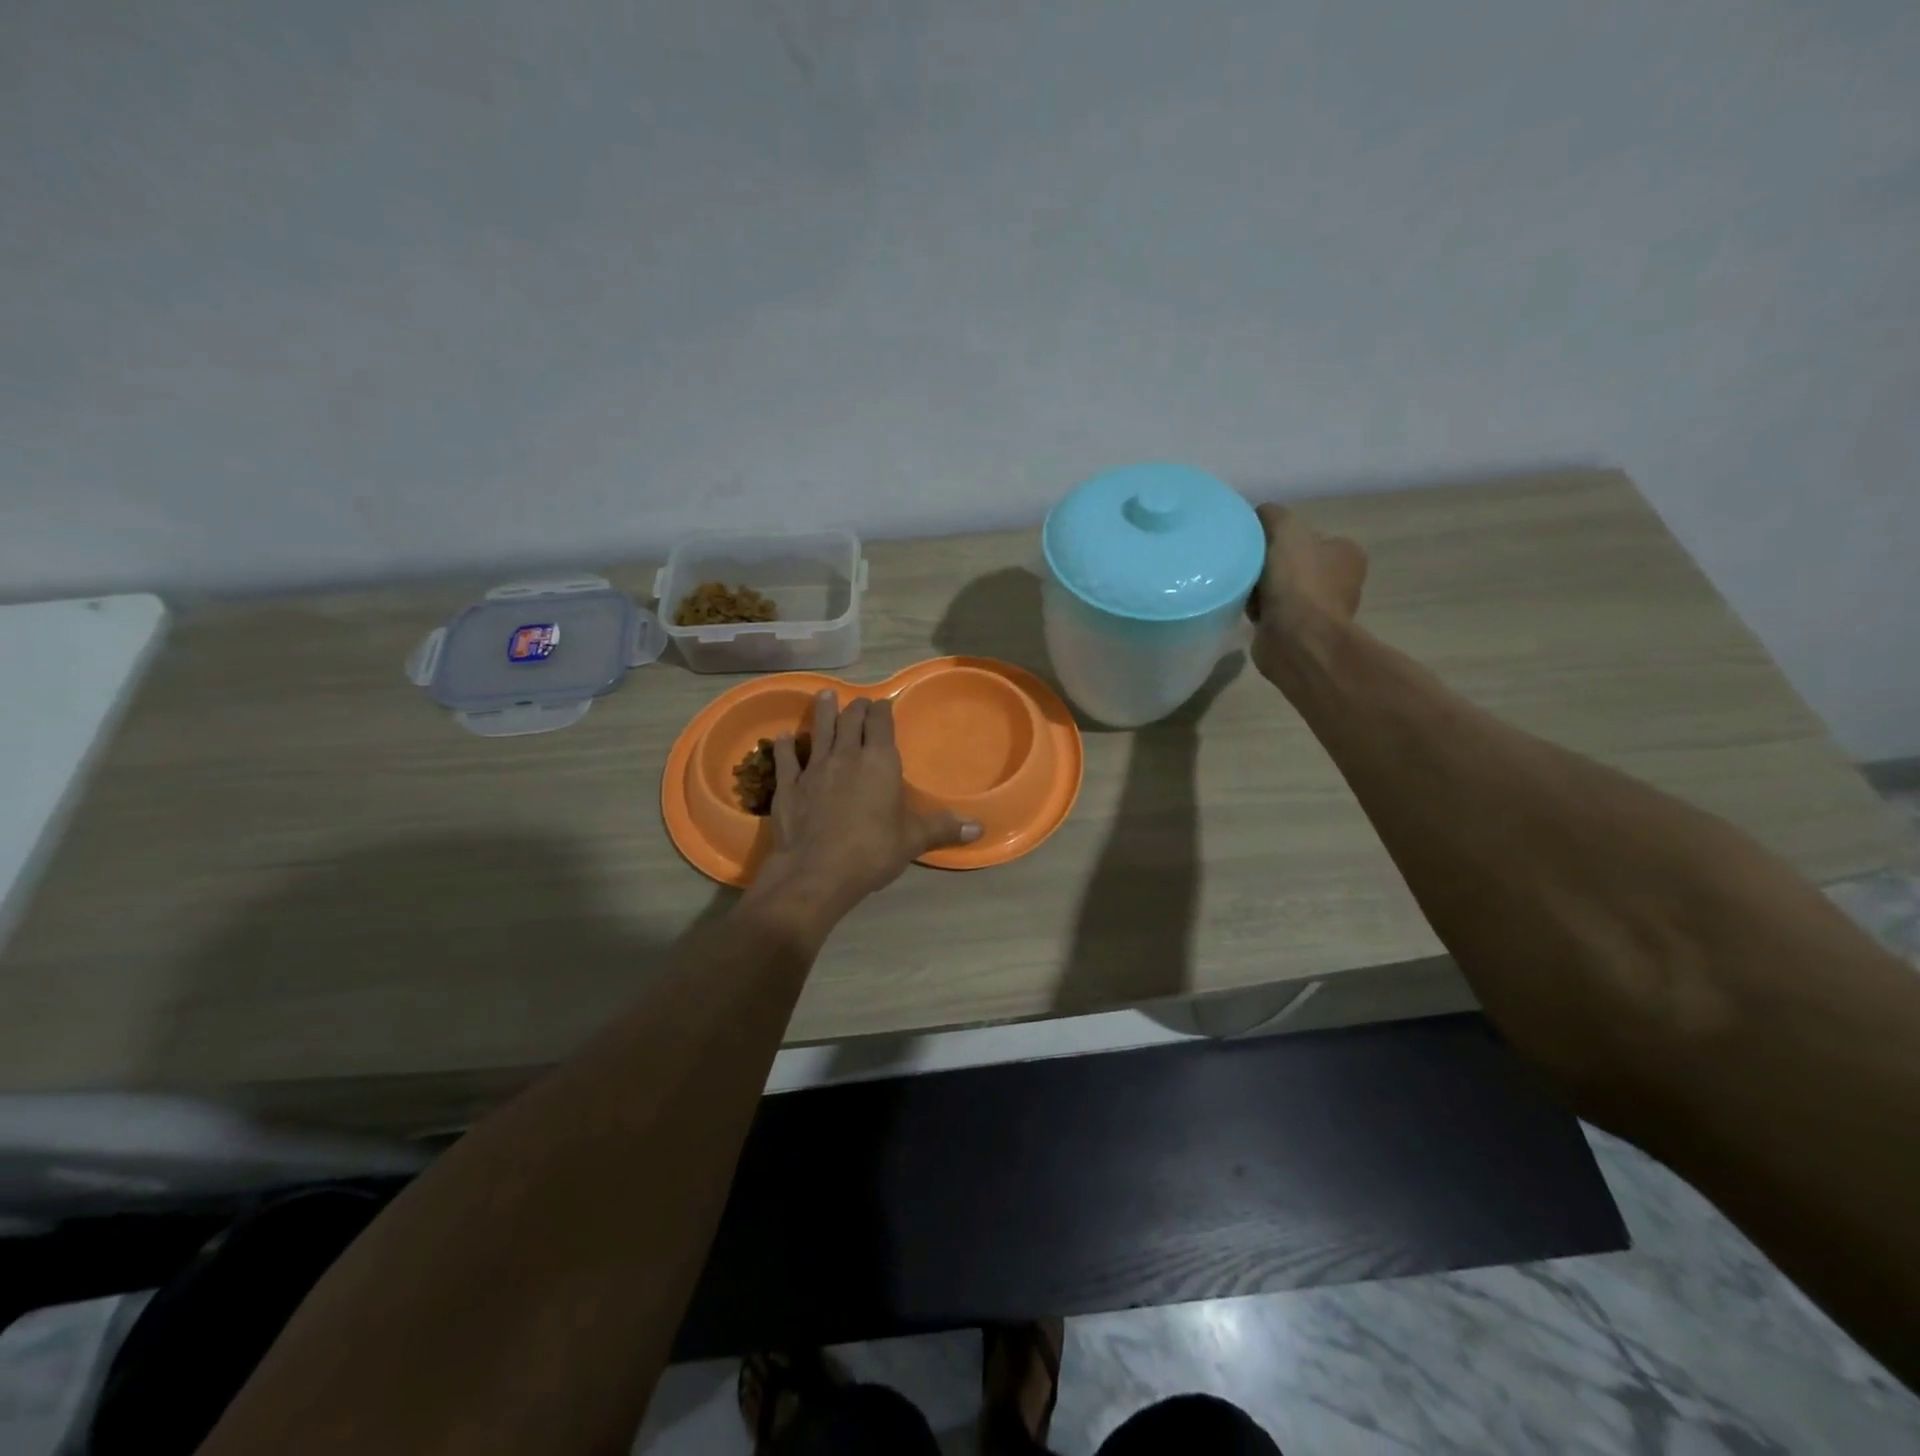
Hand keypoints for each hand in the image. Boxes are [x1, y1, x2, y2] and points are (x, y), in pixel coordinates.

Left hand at [747, 691, 980, 925]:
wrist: (817, 871)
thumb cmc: (873, 851)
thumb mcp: (913, 840)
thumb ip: (943, 828)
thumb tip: (979, 828)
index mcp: (880, 761)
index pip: (881, 722)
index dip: (882, 710)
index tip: (883, 704)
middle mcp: (847, 755)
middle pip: (850, 720)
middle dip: (856, 708)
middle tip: (859, 703)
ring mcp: (814, 768)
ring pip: (819, 730)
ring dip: (823, 712)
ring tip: (824, 695)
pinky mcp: (789, 786)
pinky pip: (787, 758)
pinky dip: (787, 745)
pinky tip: (786, 737)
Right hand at [1248, 503, 1368, 684]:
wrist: (1296, 639)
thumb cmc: (1298, 582)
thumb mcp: (1285, 531)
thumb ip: (1272, 515)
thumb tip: (1259, 514)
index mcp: (1346, 553)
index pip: (1308, 536)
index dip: (1280, 537)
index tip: (1257, 544)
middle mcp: (1339, 581)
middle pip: (1292, 562)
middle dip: (1268, 564)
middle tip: (1246, 566)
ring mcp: (1320, 609)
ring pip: (1280, 588)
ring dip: (1260, 589)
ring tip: (1242, 588)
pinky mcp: (1299, 631)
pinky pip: (1272, 612)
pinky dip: (1258, 610)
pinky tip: (1245, 609)